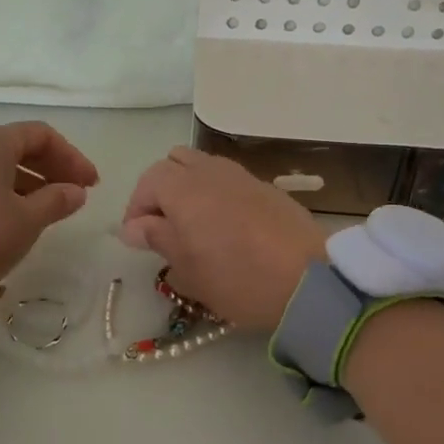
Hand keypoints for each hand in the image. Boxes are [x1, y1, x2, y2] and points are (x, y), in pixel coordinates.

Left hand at [0, 122, 99, 289]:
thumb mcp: (28, 219)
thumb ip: (57, 200)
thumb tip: (75, 191)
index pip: (41, 135)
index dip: (72, 157)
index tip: (91, 184)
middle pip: (18, 147)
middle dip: (51, 168)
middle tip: (75, 195)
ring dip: (28, 183)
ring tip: (48, 210)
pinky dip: (3, 193)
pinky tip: (14, 218)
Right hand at [119, 147, 327, 331]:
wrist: (309, 280)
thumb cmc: (237, 277)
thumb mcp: (187, 268)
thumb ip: (157, 238)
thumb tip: (134, 226)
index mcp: (183, 187)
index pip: (147, 182)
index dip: (137, 208)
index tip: (138, 238)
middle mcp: (210, 171)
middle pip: (174, 163)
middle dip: (161, 189)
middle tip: (163, 225)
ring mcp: (241, 176)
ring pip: (203, 167)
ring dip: (190, 188)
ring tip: (193, 225)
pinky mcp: (267, 188)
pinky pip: (229, 180)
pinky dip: (217, 194)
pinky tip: (226, 226)